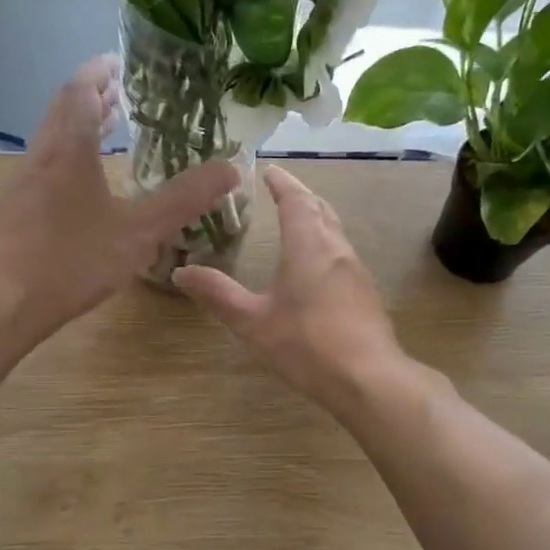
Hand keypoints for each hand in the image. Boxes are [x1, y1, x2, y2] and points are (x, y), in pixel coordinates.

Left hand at [0, 56, 238, 339]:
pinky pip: (42, 169)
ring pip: (49, 141)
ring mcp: (20, 185)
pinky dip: (64, 159)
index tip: (117, 62)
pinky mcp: (12, 212)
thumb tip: (230, 169)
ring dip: (75, 128)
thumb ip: (184, 200)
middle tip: (116, 93)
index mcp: (69, 150)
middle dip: (89, 97)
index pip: (80, 91)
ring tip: (102, 131)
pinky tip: (77, 188)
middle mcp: (40, 157)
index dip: (98, 72)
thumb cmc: (73, 259)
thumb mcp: (139, 231)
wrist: (3, 301)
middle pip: (61, 111)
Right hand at [175, 166, 407, 410]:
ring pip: (335, 231)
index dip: (282, 184)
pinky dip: (325, 244)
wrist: (368, 379)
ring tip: (297, 222)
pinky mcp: (366, 294)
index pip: (296, 201)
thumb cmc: (306, 345)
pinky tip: (316, 266)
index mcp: (308, 246)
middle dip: (301, 196)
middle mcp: (336, 250)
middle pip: (320, 210)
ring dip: (316, 219)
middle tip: (282, 191)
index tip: (269, 171)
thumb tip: (180, 272)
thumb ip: (218, 294)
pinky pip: (342, 254)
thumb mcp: (252, 321)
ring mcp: (356, 271)